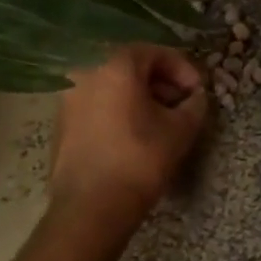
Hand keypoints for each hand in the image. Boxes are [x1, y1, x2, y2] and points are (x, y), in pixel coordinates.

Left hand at [50, 45, 207, 216]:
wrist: (90, 208)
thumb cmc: (140, 160)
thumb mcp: (181, 130)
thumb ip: (195, 104)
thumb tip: (195, 97)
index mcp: (115, 64)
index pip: (156, 53)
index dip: (184, 69)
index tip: (199, 92)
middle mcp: (86, 71)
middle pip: (132, 66)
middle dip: (162, 83)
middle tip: (182, 105)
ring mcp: (69, 96)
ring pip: (113, 84)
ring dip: (141, 97)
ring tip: (161, 121)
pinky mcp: (61, 121)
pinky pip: (98, 102)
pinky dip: (119, 109)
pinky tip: (135, 133)